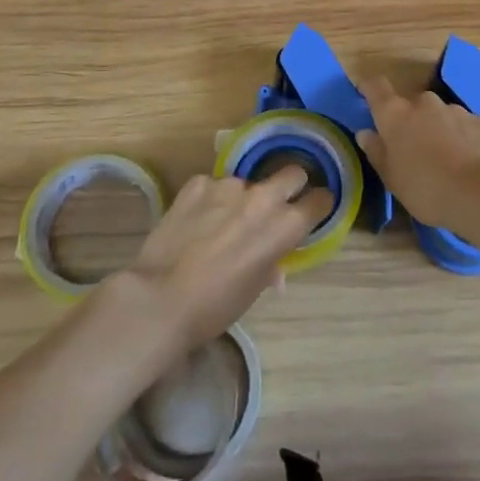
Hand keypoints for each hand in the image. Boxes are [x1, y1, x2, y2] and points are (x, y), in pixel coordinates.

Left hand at [123, 168, 332, 347]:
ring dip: (241, 198)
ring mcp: (228, 185)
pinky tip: (195, 221)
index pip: (319, 200)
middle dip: (290, 185)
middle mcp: (262, 197)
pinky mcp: (198, 183)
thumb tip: (273, 263)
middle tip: (276, 205)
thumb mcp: (253, 290)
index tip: (313, 209)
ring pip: (246, 183)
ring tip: (220, 222)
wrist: (160, 298)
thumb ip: (270, 265)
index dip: (318, 205)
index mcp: (284, 226)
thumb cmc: (215, 307)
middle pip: (292, 173)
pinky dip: (209, 200)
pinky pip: (212, 186)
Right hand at [355, 75, 479, 229]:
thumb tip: (366, 133)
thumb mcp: (391, 178)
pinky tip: (469, 162)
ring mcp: (455, 109)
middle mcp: (424, 102)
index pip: (376, 87)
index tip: (365, 94)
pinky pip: (464, 126)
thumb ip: (376, 151)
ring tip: (446, 160)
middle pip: (411, 105)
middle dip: (411, 121)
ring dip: (438, 129)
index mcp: (396, 114)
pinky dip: (463, 138)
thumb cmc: (425, 189)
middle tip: (414, 149)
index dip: (369, 88)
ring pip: (440, 115)